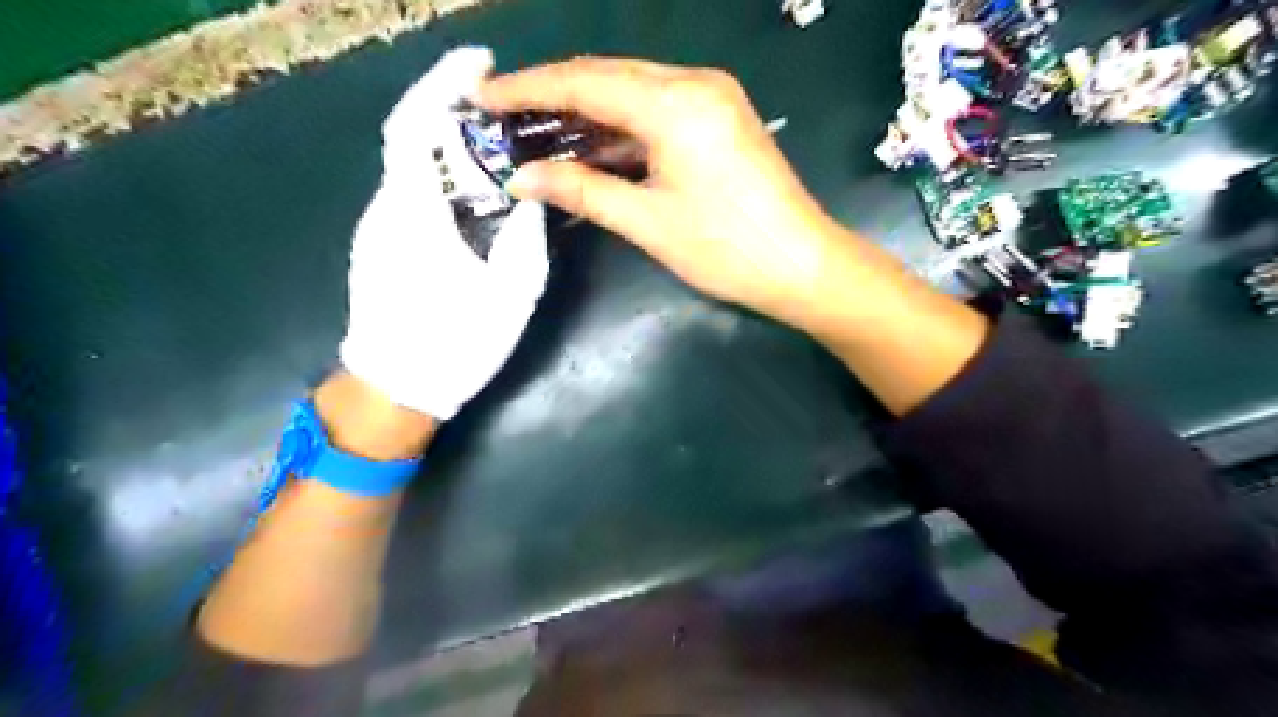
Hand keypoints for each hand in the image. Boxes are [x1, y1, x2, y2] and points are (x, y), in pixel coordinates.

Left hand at [340, 48, 548, 418]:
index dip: (441, 83)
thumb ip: (526, 238)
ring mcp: (375, 227)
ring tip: (495, 154)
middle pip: (412, 140)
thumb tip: (532, 197)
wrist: (396, 388)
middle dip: (453, 114)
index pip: (414, 126)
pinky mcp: (375, 245)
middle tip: (504, 115)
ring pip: (410, 168)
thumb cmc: (455, 344)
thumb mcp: (512, 295)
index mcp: (416, 215)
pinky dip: (439, 178)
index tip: (479, 65)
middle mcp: (386, 209)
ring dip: (448, 149)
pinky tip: (470, 196)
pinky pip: (408, 194)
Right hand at [479, 55, 839, 320]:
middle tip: (504, 118)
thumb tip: (520, 178)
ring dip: (586, 114)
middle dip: (553, 96)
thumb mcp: (647, 221)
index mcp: (675, 102)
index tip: (481, 98)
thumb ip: (582, 190)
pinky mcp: (720, 120)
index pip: (584, 82)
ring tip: (537, 134)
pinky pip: (657, 113)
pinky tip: (591, 149)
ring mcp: (712, 98)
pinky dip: (620, 130)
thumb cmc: (726, 249)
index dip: (528, 88)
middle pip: (607, 77)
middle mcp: (694, 83)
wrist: (802, 267)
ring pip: (632, 93)